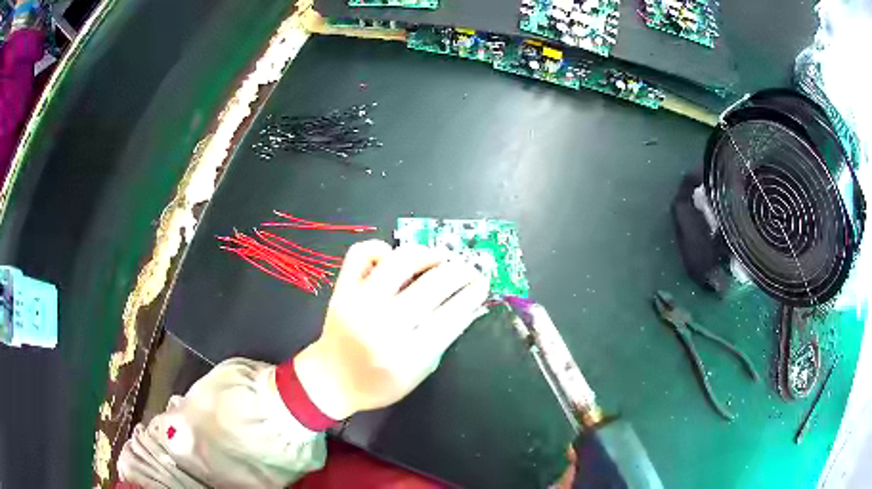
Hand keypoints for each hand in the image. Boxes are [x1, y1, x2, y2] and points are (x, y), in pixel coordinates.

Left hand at [294, 240, 489, 419]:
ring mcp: (360, 302)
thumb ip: (444, 339)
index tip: (483, 283)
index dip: (473, 293)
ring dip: (428, 254)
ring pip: (401, 260)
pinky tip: (393, 259)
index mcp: (407, 354)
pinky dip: (381, 249)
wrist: (331, 379)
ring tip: (440, 259)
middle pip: (433, 284)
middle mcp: (384, 323)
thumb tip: (469, 304)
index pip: (451, 314)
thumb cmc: (379, 384)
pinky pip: (362, 253)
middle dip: (460, 271)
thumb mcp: (419, 372)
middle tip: (469, 270)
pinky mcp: (342, 289)